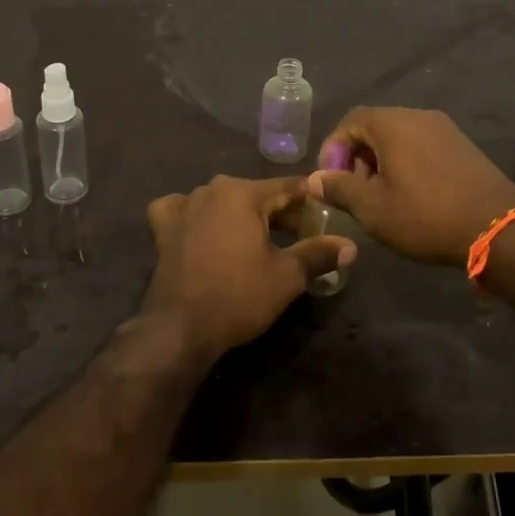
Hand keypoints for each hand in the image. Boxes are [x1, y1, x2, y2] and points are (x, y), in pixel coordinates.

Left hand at [143, 176, 355, 358]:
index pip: (287, 187)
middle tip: (298, 234)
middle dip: (278, 211)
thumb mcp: (287, 276)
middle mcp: (212, 189)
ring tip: (256, 238)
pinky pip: (183, 210)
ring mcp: (184, 206)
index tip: (324, 213)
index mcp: (243, 193)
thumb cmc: (239, 296)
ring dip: (239, 214)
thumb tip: (351, 246)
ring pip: (221, 200)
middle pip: (255, 194)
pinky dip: (194, 216)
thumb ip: (319, 254)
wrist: (181, 328)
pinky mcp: (163, 227)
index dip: (309, 200)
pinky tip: (200, 229)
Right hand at [307, 107, 514, 266]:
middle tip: (354, 191)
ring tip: (381, 196)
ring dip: (382, 161)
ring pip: (400, 136)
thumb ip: (339, 189)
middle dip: (358, 156)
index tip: (330, 180)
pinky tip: (412, 194)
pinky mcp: (463, 145)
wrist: (498, 229)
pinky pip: (423, 145)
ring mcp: (445, 129)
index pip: (351, 120)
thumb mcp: (373, 209)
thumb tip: (314, 179)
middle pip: (376, 126)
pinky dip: (407, 162)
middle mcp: (419, 116)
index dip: (333, 148)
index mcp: (393, 124)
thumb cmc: (426, 216)